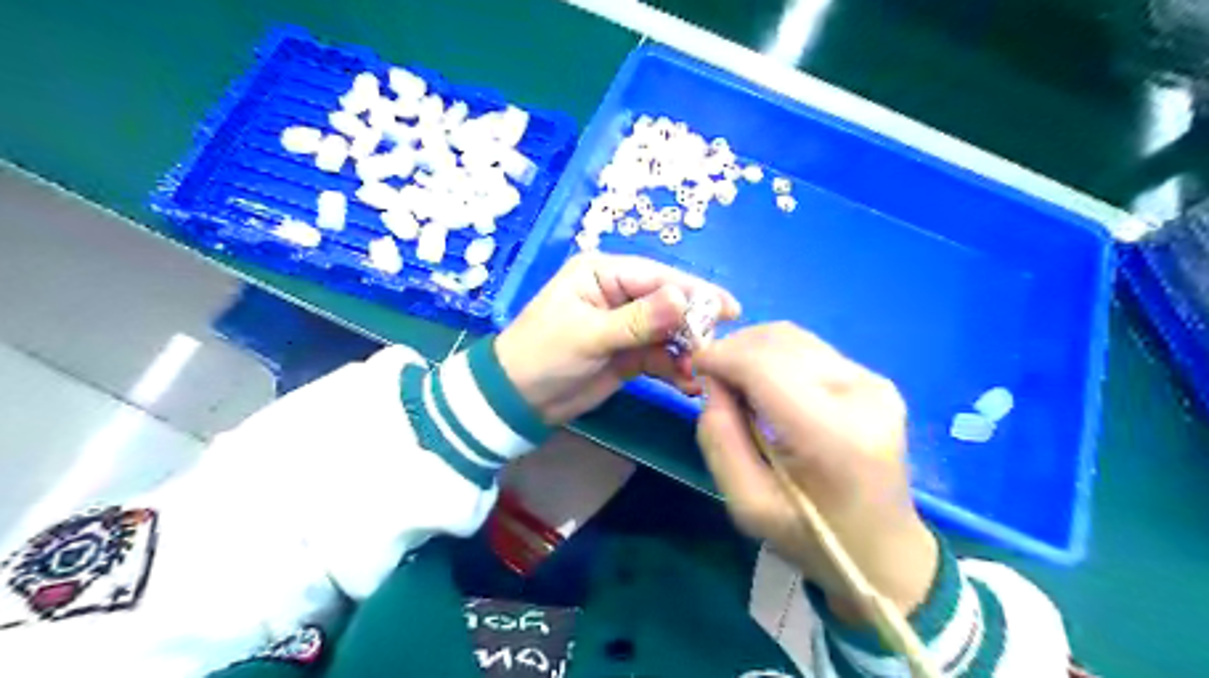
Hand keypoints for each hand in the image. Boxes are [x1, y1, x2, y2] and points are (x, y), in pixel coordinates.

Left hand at [495, 253, 741, 426]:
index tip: (728, 310)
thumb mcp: (588, 335)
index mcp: (603, 274)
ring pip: (669, 332)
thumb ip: (638, 320)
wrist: (518, 401)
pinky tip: (688, 383)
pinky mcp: (630, 354)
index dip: (694, 292)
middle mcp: (619, 293)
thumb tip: (683, 300)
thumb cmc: (543, 355)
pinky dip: (676, 368)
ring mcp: (627, 325)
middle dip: (693, 326)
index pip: (657, 277)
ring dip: (687, 351)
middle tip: (712, 349)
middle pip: (669, 303)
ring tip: (699, 372)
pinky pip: (661, 356)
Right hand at [690, 323, 933, 623]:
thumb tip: (712, 383)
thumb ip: (719, 440)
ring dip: (753, 350)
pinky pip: (809, 349)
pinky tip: (767, 385)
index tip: (694, 368)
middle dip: (733, 350)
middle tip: (712, 379)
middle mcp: (861, 395)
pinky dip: (775, 356)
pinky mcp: (876, 379)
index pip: (763, 366)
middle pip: (778, 342)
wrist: (883, 549)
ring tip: (736, 382)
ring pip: (793, 337)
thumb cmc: (811, 537)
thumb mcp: (747, 505)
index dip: (721, 356)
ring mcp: (874, 383)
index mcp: (831, 435)